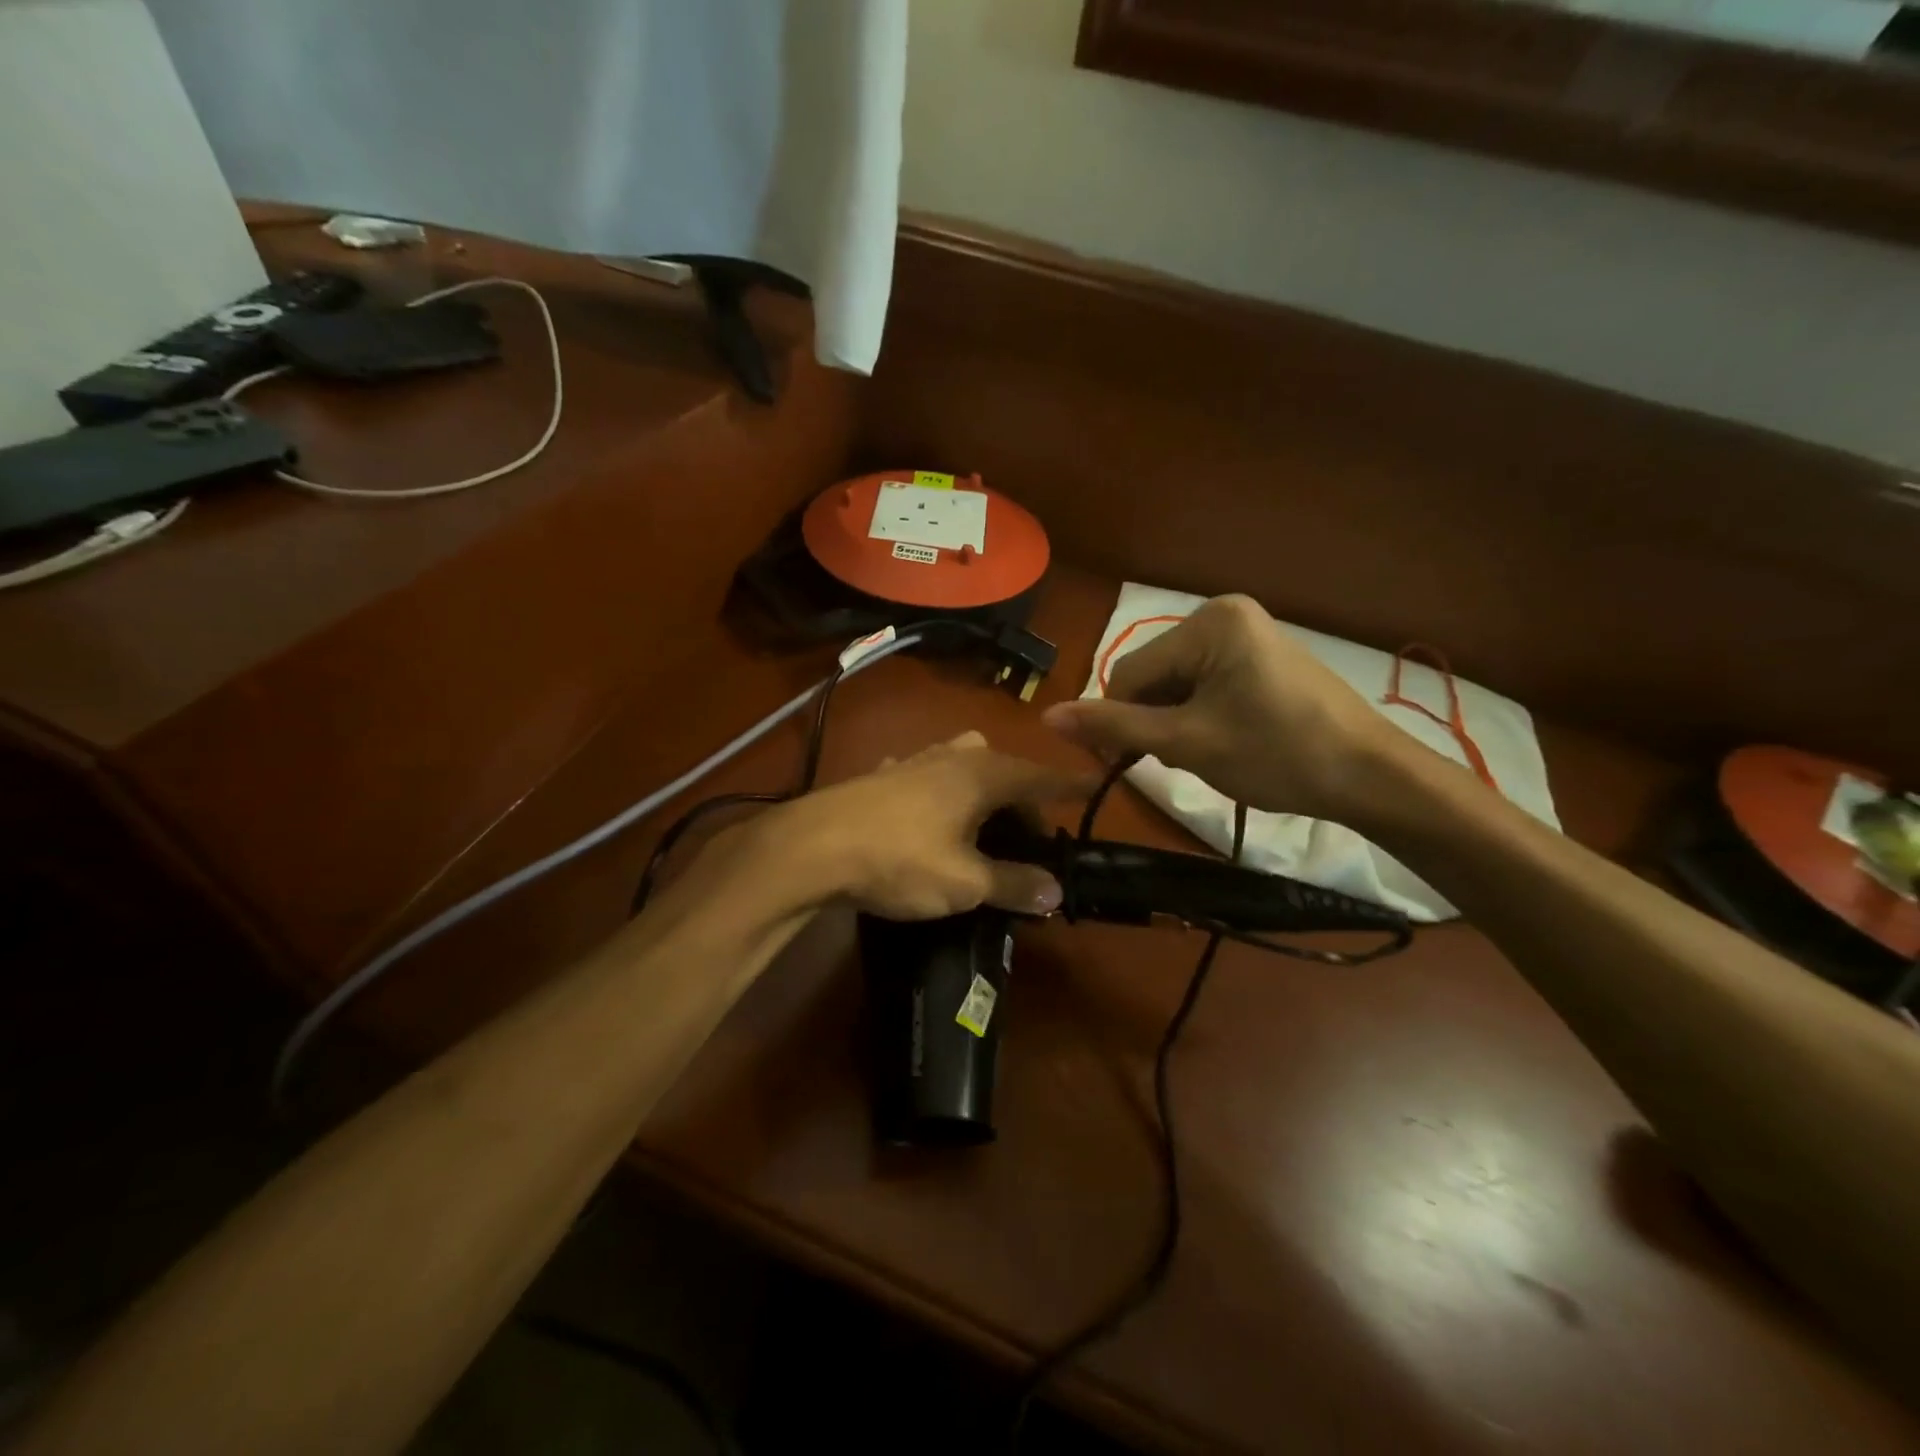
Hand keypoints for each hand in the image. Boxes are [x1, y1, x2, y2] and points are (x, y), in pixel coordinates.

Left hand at [749, 731, 1092, 919]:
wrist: (812, 846)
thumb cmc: (900, 859)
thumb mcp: (965, 882)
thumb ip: (1013, 883)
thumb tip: (1055, 890)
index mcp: (982, 774)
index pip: (1040, 777)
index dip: (1069, 786)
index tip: (1095, 786)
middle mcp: (952, 756)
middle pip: (1003, 769)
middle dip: (1022, 798)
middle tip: (1029, 838)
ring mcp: (912, 762)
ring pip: (963, 766)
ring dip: (981, 791)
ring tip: (983, 827)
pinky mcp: (881, 776)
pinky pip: (927, 778)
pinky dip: (942, 795)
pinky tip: (930, 820)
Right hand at [1043, 595, 1399, 820]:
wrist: (1371, 776)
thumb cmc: (1277, 755)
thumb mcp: (1186, 742)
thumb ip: (1114, 726)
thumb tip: (1047, 717)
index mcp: (1208, 622)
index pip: (1129, 672)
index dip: (1118, 720)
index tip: (1124, 765)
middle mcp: (1224, 614)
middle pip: (1154, 675)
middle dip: (1153, 720)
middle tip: (1179, 761)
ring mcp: (1247, 633)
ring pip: (1177, 683)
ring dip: (1175, 722)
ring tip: (1206, 754)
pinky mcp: (1261, 656)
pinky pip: (1206, 683)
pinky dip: (1199, 715)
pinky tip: (1222, 741)